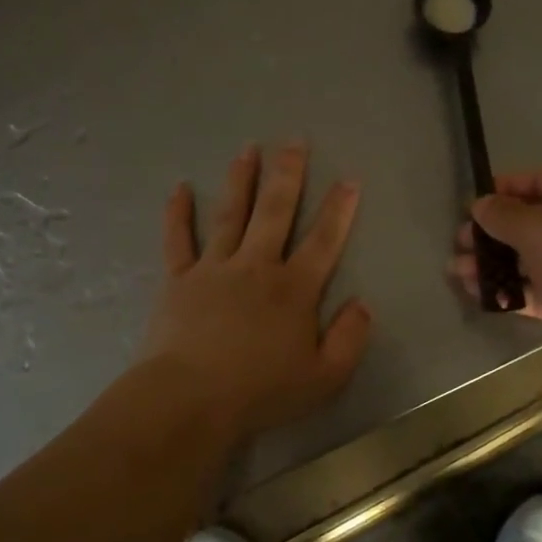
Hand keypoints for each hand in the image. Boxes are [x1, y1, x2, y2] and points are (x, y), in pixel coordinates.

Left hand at [141, 142, 371, 443]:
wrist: (189, 400)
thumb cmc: (261, 392)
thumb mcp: (325, 377)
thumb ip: (350, 338)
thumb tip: (363, 303)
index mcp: (294, 289)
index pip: (323, 240)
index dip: (339, 209)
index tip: (349, 179)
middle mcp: (256, 266)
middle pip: (276, 211)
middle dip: (288, 174)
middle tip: (293, 141)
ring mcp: (214, 268)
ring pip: (231, 214)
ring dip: (242, 179)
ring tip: (249, 149)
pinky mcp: (179, 280)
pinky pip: (178, 240)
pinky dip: (178, 213)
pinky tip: (180, 188)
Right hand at [450, 166, 541, 368]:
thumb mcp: (537, 227)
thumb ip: (503, 215)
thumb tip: (480, 204)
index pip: (541, 180)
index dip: (505, 188)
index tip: (472, 204)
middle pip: (533, 222)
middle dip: (492, 233)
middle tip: (459, 244)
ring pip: (532, 260)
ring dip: (495, 265)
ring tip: (458, 274)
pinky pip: (539, 292)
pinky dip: (512, 292)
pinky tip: (481, 297)